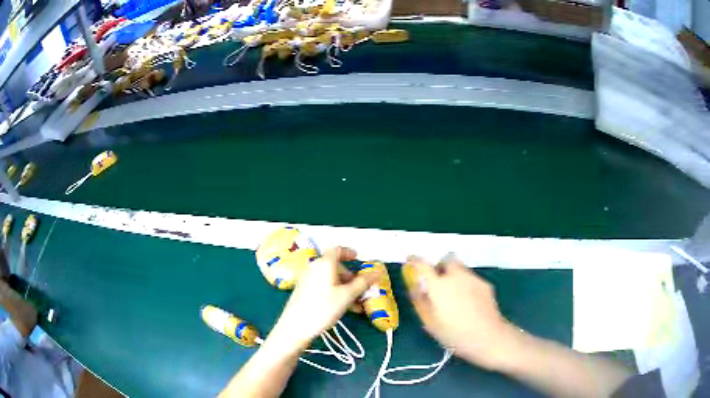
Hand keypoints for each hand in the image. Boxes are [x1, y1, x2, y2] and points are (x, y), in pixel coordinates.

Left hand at [268, 247, 379, 351]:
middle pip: (335, 266)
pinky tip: (343, 308)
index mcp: (324, 263)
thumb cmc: (323, 308)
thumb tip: (378, 272)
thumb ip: (363, 283)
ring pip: (330, 279)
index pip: (337, 250)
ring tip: (356, 305)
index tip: (358, 258)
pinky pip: (323, 286)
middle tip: (361, 289)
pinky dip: (335, 292)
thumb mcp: (347, 296)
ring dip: (345, 288)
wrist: (295, 326)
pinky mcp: (304, 291)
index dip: (349, 252)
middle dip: (350, 277)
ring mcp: (307, 279)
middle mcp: (314, 267)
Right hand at [405, 255, 517, 370]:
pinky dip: (464, 283)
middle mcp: (456, 276)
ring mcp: (473, 279)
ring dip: (452, 274)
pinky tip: (466, 301)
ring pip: (460, 268)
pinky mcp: (485, 284)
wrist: (488, 337)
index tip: (410, 260)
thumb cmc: (455, 334)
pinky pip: (470, 278)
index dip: (414, 260)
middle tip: (436, 282)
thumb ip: (420, 302)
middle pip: (446, 260)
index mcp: (439, 285)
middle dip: (439, 267)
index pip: (422, 264)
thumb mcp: (430, 323)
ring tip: (452, 294)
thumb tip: (414, 288)